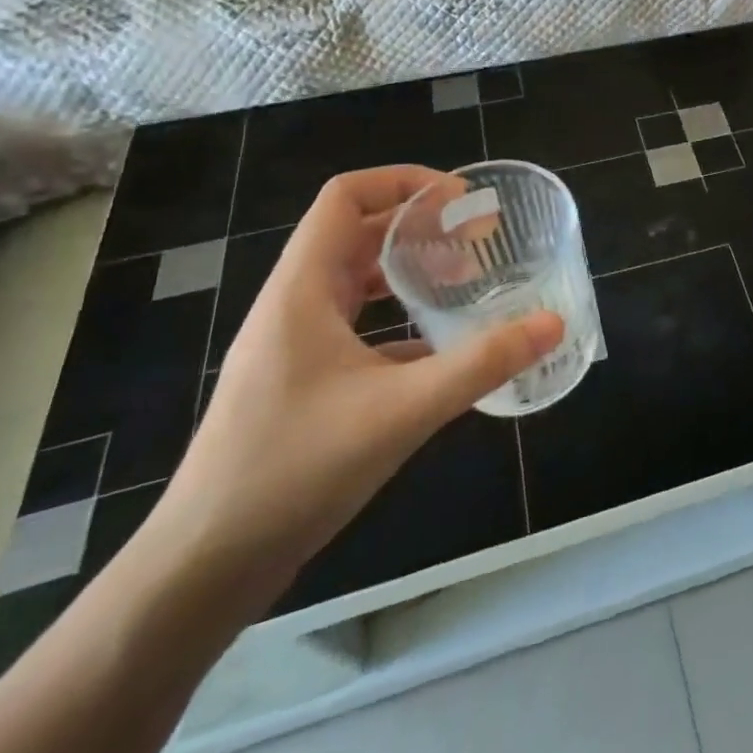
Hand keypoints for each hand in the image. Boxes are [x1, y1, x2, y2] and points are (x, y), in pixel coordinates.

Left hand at [158, 167, 563, 572]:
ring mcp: (294, 346)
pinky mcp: (302, 383)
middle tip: (479, 237)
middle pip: (357, 232)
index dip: (405, 182)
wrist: (201, 571)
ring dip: (410, 268)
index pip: (347, 196)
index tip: (462, 201)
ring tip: (465, 278)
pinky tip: (441, 347)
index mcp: (302, 289)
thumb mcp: (402, 411)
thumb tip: (551, 323)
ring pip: (356, 280)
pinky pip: (358, 326)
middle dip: (420, 224)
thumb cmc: (293, 472)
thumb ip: (482, 364)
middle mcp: (294, 305)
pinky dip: (400, 319)